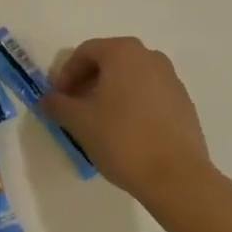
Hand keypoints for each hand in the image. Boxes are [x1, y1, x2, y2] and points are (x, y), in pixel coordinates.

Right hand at [41, 37, 213, 201]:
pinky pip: (149, 94)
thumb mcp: (79, 122)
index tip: (57, 98)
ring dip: (110, 93)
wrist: (178, 178)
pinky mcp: (184, 103)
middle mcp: (150, 57)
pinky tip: (126, 131)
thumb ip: (58, 105)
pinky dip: (132, 104)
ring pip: (130, 78)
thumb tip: (47, 99)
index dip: (66, 74)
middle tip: (75, 107)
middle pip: (109, 62)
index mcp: (123, 52)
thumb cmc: (122, 140)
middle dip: (88, 82)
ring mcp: (171, 79)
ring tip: (99, 121)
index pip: (85, 53)